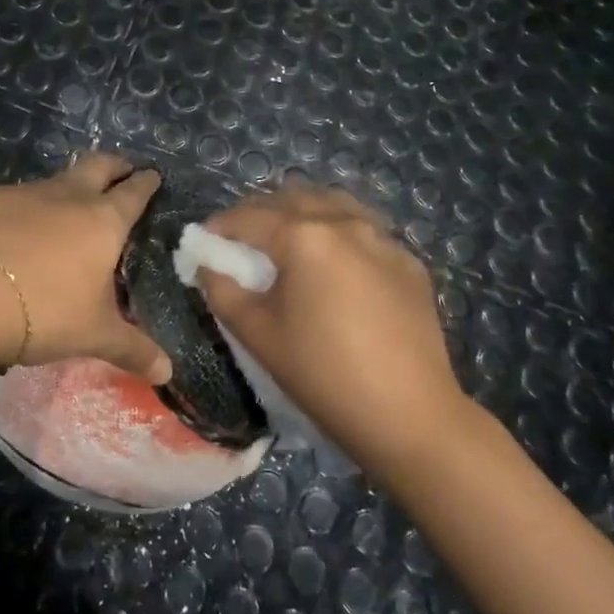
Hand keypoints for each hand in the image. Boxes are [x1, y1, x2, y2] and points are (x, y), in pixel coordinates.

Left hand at [0, 152, 172, 382]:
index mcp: (103, 222)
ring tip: (66, 206)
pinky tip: (11, 231)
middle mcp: (68, 196)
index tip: (152, 175)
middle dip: (114, 164)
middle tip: (121, 170)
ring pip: (54, 180)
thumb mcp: (94, 335)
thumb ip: (133, 350)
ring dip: (66, 187)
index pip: (133, 193)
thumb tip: (167, 373)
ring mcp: (25, 193)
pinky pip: (12, 198)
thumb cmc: (45, 312)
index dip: (145, 183)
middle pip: (97, 165)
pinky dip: (21, 209)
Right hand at [198, 180, 481, 481]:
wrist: (409, 414)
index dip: (220, 226)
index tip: (204, 240)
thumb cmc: (322, 373)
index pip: (249, 217)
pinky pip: (366, 230)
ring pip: (334, 205)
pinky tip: (337, 265)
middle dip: (261, 213)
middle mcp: (345, 223)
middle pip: (292, 199)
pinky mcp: (409, 261)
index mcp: (304, 236)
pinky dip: (340, 234)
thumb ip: (223, 291)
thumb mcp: (257, 334)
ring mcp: (383, 238)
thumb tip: (208, 266)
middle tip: (243, 241)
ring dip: (304, 213)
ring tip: (290, 241)